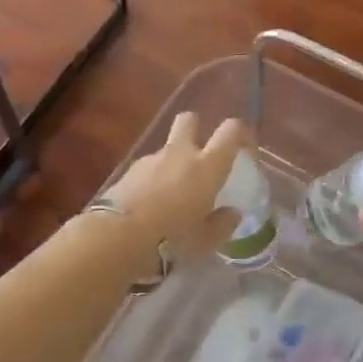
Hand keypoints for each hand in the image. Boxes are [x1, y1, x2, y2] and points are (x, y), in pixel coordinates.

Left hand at [102, 113, 249, 258]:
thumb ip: (222, 224)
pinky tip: (150, 205)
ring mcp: (151, 160)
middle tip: (200, 153)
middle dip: (196, 128)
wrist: (117, 237)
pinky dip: (152, 179)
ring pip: (166, 148)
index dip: (241, 133)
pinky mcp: (127, 172)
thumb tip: (232, 213)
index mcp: (207, 166)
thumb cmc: (172, 239)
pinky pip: (147, 168)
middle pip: (189, 121)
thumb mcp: (205, 241)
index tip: (245, 149)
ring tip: (172, 194)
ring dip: (172, 162)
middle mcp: (180, 154)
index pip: (231, 131)